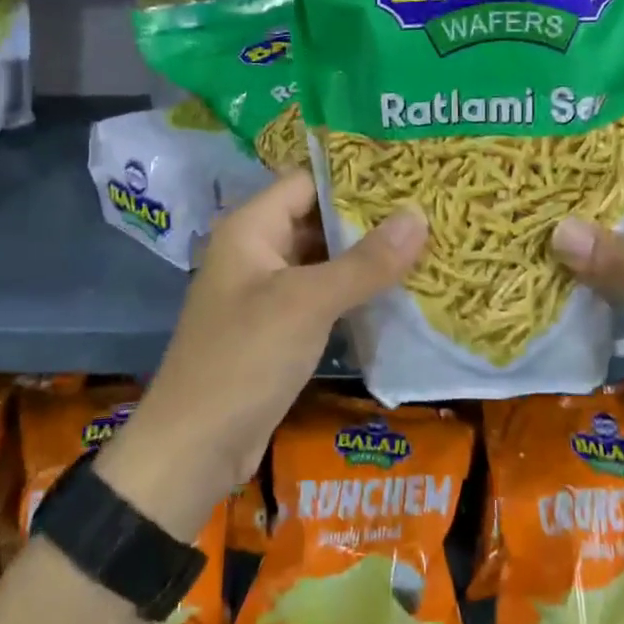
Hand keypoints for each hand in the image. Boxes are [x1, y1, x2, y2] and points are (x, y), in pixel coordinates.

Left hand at [96, 171, 427, 540]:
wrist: (195, 449)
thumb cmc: (244, 359)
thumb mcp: (307, 304)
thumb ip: (364, 261)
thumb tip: (419, 215)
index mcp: (251, 228)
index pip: (308, 181)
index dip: (355, 177)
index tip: (409, 174)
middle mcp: (257, 250)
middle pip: (318, 219)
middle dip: (369, 218)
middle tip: (429, 209)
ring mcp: (267, 291)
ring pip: (324, 260)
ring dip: (367, 257)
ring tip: (426, 243)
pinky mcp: (279, 328)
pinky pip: (323, 296)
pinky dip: (355, 292)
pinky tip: (400, 291)